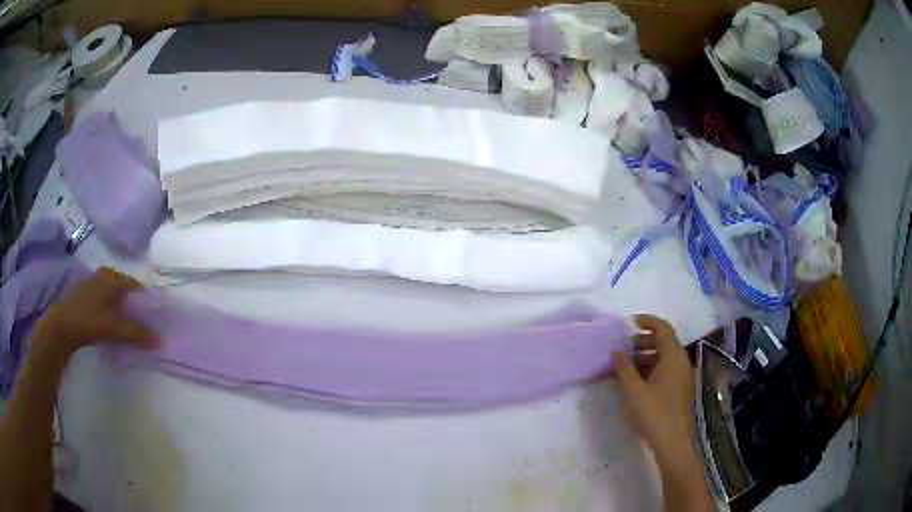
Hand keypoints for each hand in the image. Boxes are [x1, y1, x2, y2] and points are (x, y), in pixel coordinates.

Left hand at [32, 267, 158, 360]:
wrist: (62, 326)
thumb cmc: (89, 321)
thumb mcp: (114, 328)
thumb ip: (137, 333)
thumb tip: (160, 340)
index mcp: (113, 276)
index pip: (137, 287)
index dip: (147, 304)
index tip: (155, 320)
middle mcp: (105, 275)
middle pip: (126, 292)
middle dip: (136, 309)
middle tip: (144, 328)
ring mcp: (94, 284)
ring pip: (116, 297)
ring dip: (124, 312)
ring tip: (130, 330)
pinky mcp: (88, 295)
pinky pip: (107, 302)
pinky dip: (113, 313)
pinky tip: (114, 327)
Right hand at [613, 314, 693, 455]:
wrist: (672, 442)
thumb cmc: (654, 413)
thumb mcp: (633, 390)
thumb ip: (624, 367)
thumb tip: (616, 350)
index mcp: (673, 357)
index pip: (662, 328)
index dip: (646, 321)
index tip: (629, 322)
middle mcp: (680, 362)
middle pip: (663, 342)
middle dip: (642, 342)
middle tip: (622, 348)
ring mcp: (681, 377)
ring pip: (662, 358)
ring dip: (643, 357)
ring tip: (623, 367)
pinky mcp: (678, 390)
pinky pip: (664, 371)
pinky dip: (649, 370)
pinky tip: (632, 383)